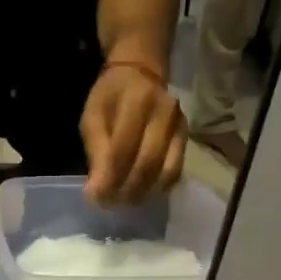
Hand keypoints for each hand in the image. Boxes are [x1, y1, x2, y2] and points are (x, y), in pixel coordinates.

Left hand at [81, 61, 186, 204]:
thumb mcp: (93, 117)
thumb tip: (96, 191)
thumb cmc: (110, 97)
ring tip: (124, 202)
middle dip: (127, 190)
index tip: (95, 198)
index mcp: (137, 102)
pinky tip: (142, 193)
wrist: (142, 74)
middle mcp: (165, 113)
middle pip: (148, 163)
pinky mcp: (187, 139)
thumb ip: (96, 152)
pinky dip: (159, 188)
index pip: (124, 149)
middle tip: (109, 205)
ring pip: (166, 171)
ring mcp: (180, 127)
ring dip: (144, 194)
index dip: (109, 179)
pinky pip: (176, 171)